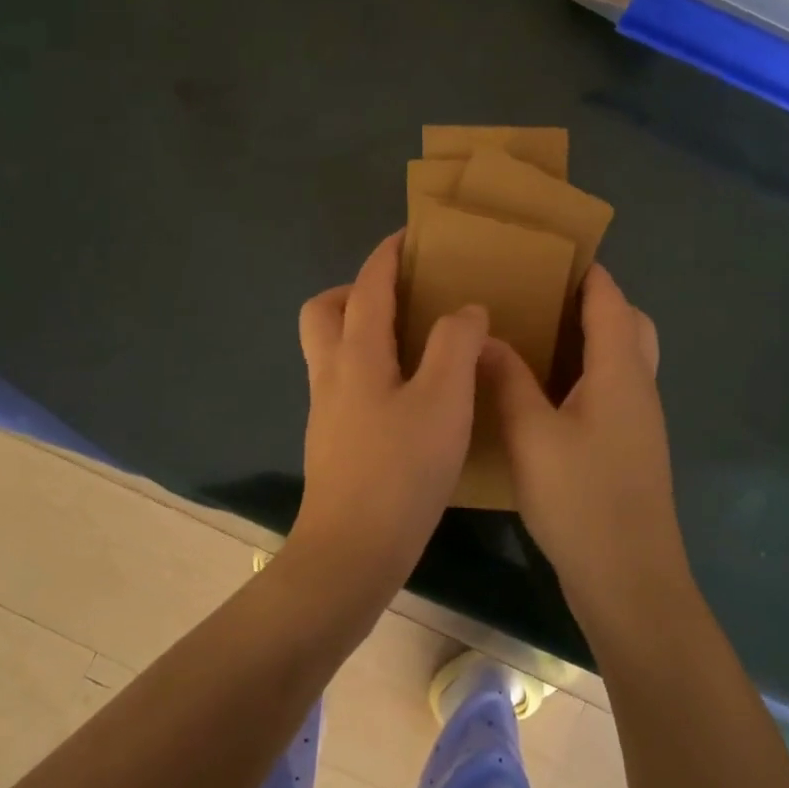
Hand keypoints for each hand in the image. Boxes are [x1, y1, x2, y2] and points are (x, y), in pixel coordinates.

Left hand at [289, 233, 488, 593]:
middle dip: (355, 290)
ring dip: (359, 329)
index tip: (412, 236)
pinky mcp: (331, 440)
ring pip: (329, 348)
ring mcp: (325, 409)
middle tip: (401, 298)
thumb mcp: (444, 401)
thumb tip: (465, 311)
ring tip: (411, 342)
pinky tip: (406, 394)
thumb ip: (456, 345)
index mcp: (356, 354)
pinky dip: (367, 367)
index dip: (388, 255)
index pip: (367, 286)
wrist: (352, 551)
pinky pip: (343, 382)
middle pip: (324, 311)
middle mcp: (331, 374)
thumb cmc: (401, 470)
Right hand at [481, 265, 691, 635]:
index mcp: (620, 371)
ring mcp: (639, 419)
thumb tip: (485, 336)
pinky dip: (585, 372)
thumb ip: (508, 381)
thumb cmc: (582, 501)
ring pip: (622, 358)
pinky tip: (541, 392)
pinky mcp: (629, 446)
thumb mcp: (531, 436)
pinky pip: (612, 388)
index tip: (545, 252)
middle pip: (628, 323)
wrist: (630, 581)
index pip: (610, 300)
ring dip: (589, 338)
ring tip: (533, 336)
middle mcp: (637, 386)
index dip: (585, 270)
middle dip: (592, 301)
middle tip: (539, 298)